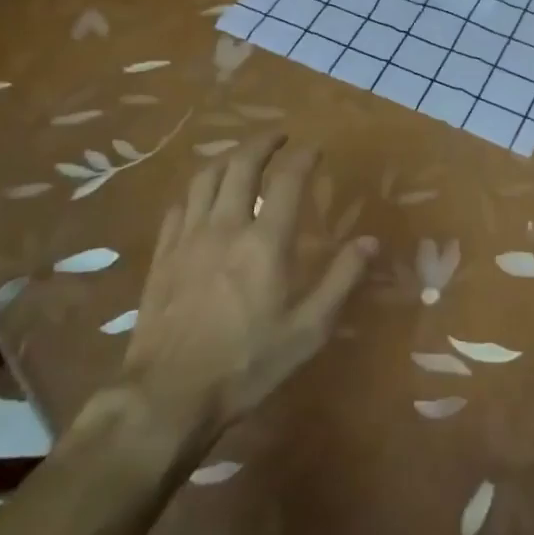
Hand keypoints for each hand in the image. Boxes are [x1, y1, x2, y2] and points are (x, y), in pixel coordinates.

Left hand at [95, 135, 376, 444]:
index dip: (303, 157)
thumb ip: (341, 280)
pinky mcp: (162, 256)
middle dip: (263, 144)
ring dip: (227, 158)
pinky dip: (196, 191)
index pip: (287, 180)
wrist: (167, 398)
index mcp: (265, 242)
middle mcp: (225, 227)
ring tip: (241, 156)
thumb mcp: (307, 330)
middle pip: (241, 166)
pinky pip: (178, 207)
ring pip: (205, 178)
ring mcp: (188, 239)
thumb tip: (371, 241)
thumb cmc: (246, 365)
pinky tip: (201, 197)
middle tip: (279, 137)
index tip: (314, 148)